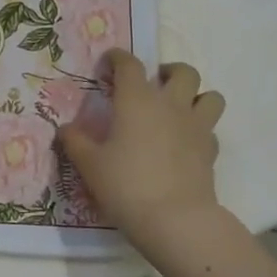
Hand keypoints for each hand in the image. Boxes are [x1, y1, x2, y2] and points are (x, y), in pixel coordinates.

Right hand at [58, 51, 226, 252]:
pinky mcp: (211, 150)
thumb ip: (75, 142)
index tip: (110, 62)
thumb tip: (65, 129)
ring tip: (180, 107)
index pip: (130, 65)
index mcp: (137, 100)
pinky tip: (185, 142)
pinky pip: (210, 128)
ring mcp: (196, 126)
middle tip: (154, 83)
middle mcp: (170, 104)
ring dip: (196, 95)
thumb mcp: (89, 165)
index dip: (119, 58)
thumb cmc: (125, 185)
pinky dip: (200, 128)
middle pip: (183, 72)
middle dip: (168, 71)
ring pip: (210, 95)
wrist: (174, 218)